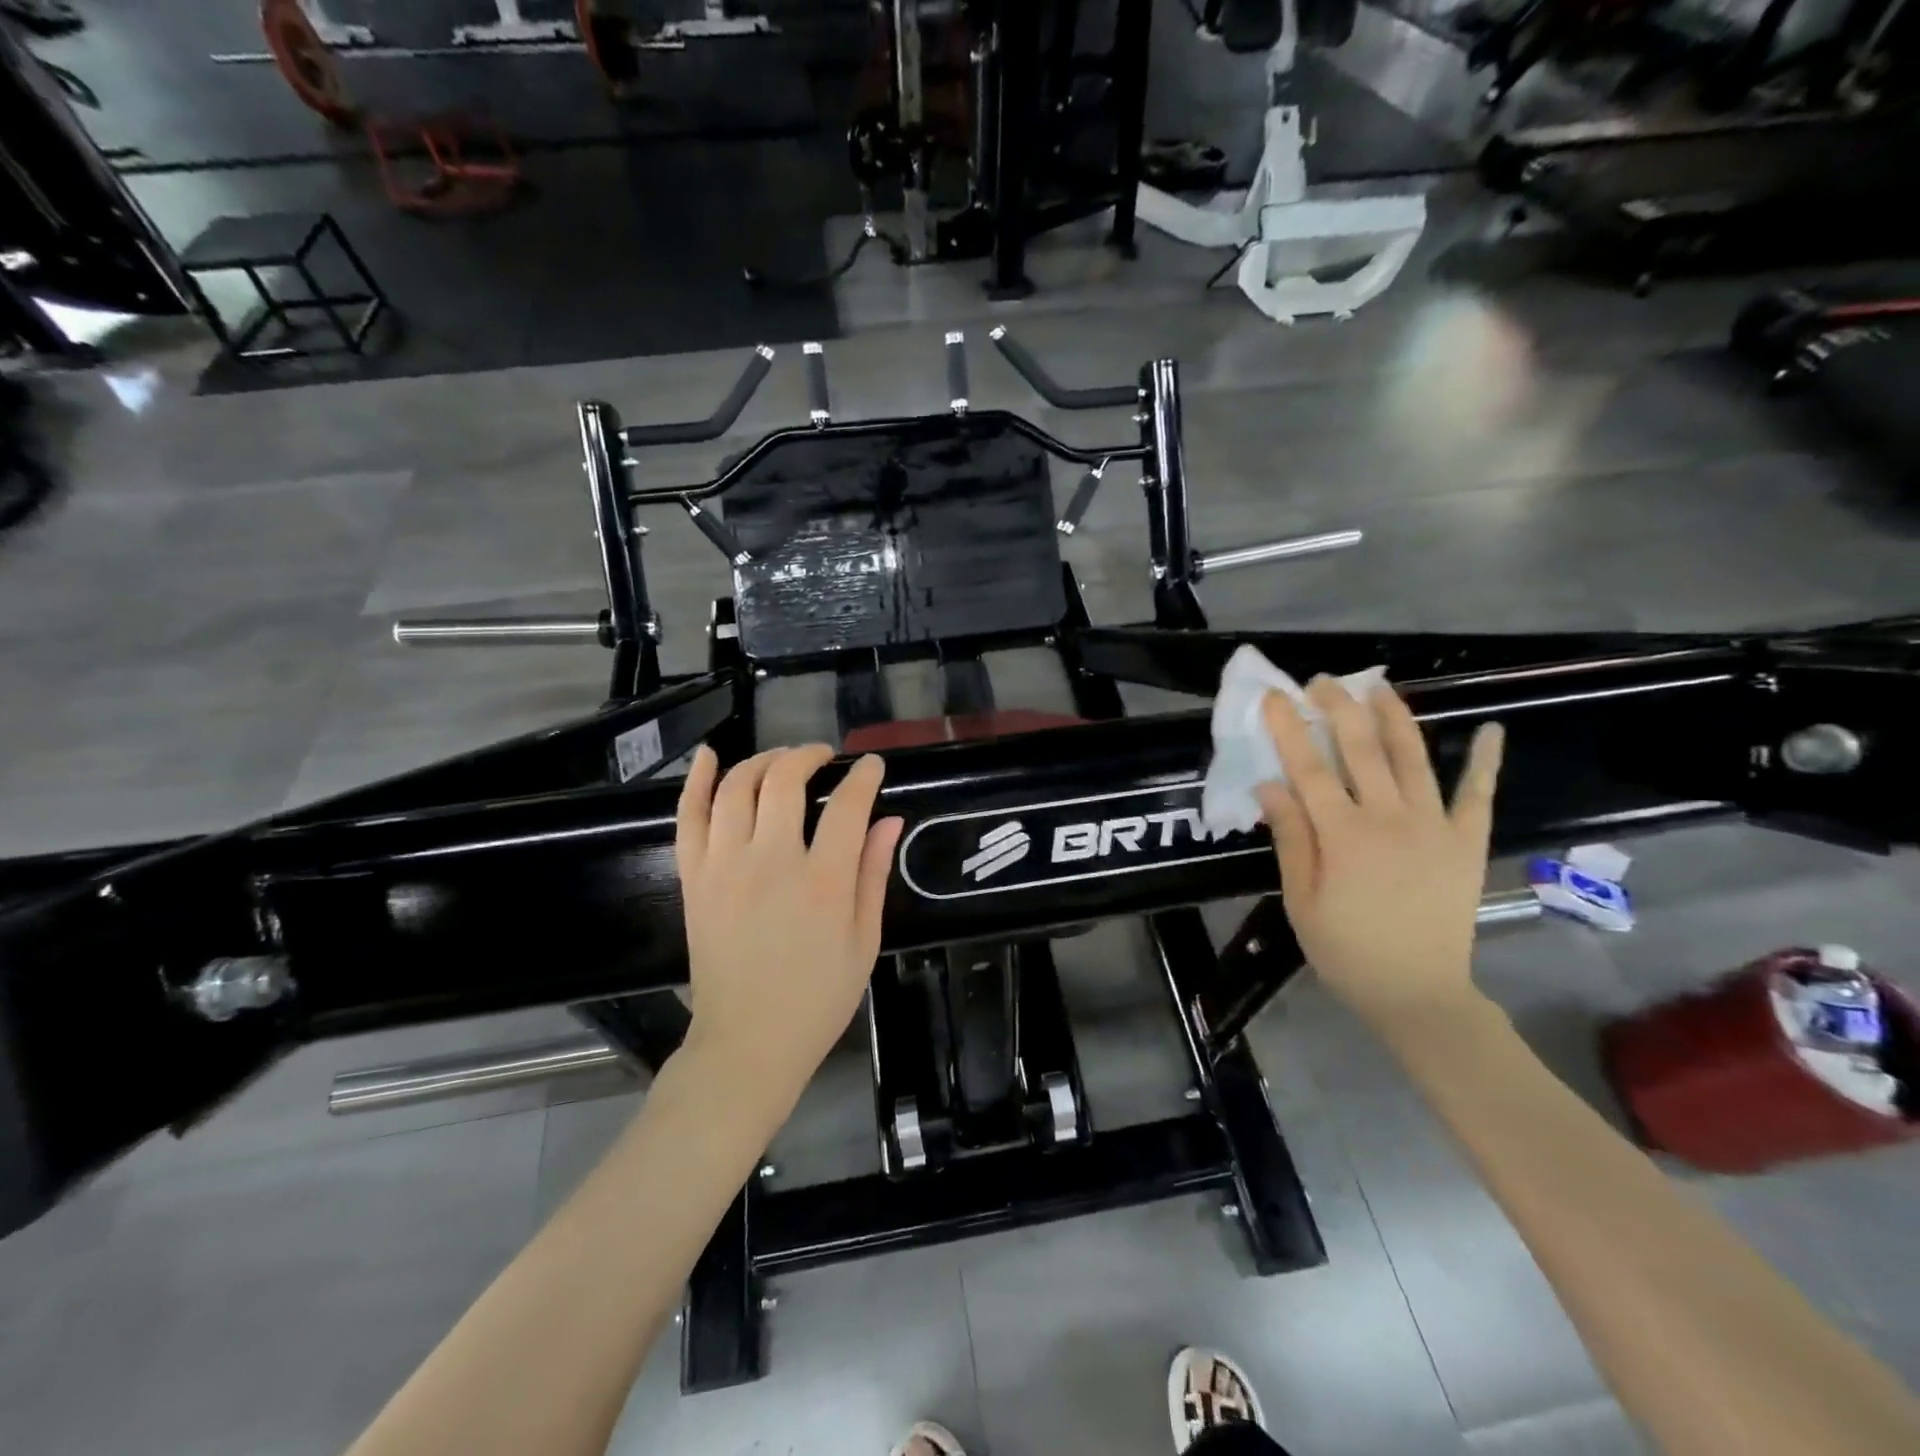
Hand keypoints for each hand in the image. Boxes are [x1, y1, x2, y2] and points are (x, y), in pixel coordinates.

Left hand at [674, 744, 902, 1112]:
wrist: (747, 1042)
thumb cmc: (818, 998)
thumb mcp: (864, 941)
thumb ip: (873, 875)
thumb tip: (889, 820)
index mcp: (822, 882)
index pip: (846, 805)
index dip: (863, 776)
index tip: (872, 765)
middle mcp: (771, 862)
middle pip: (785, 780)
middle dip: (808, 755)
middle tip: (824, 757)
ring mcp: (724, 866)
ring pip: (736, 787)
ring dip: (762, 761)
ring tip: (781, 760)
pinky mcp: (694, 878)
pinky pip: (688, 817)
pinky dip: (696, 780)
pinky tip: (709, 755)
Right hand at [1257, 678, 1503, 1028]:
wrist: (1417, 993)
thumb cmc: (1346, 950)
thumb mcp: (1300, 899)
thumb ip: (1291, 838)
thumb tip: (1271, 786)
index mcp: (1343, 835)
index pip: (1308, 768)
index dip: (1288, 729)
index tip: (1273, 698)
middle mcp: (1389, 819)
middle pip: (1360, 749)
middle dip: (1338, 708)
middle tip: (1320, 682)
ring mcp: (1435, 827)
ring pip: (1413, 758)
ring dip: (1395, 717)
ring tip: (1379, 687)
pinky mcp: (1467, 841)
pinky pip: (1478, 795)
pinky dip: (1485, 761)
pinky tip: (1491, 730)